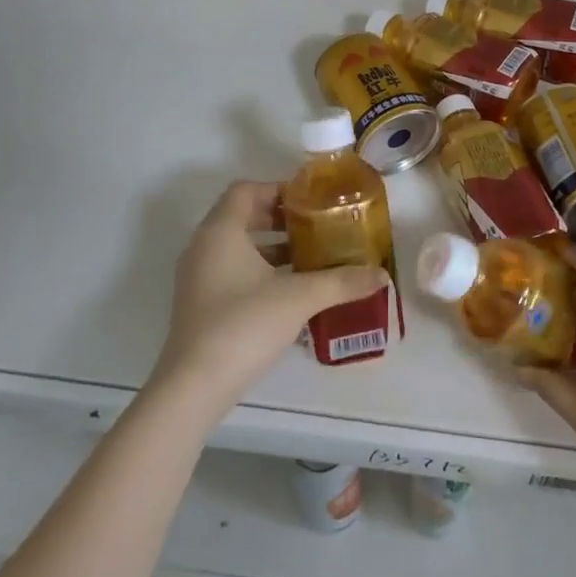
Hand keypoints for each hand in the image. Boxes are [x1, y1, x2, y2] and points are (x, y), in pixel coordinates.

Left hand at [148, 181, 388, 419]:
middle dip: (280, 220)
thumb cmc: (244, 324)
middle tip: (315, 228)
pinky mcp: (200, 304)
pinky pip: (231, 271)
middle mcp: (203, 247)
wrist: (194, 386)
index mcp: (221, 231)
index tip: (310, 202)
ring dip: (271, 247)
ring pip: (237, 247)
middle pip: (242, 216)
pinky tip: (289, 291)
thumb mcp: (300, 298)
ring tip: (309, 258)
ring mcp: (198, 278)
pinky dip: (259, 271)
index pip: (246, 190)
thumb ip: (341, 282)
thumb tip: (381, 274)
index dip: (278, 189)